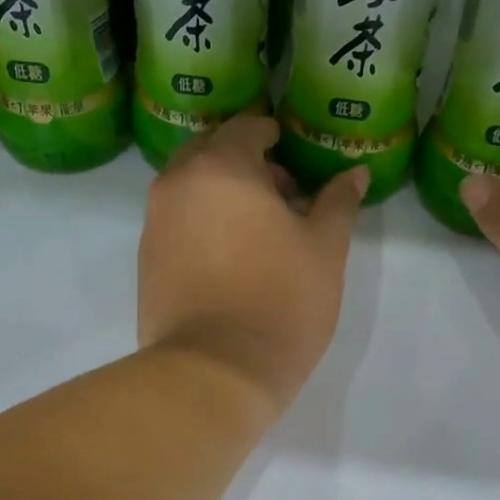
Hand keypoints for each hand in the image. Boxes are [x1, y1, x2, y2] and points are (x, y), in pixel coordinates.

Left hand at [139, 116, 367, 413]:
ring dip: (221, 192)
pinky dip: (201, 221)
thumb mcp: (324, 249)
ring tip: (259, 229)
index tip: (293, 152)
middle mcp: (177, 184)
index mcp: (221, 167)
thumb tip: (354, 172)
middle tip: (281, 193)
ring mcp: (154, 223)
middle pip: (210, 151)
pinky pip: (176, 221)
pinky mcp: (145, 260)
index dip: (273, 134)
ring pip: (189, 187)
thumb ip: (338, 202)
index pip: (246, 128)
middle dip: (244, 161)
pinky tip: (231, 256)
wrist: (214, 371)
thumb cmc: (280, 300)